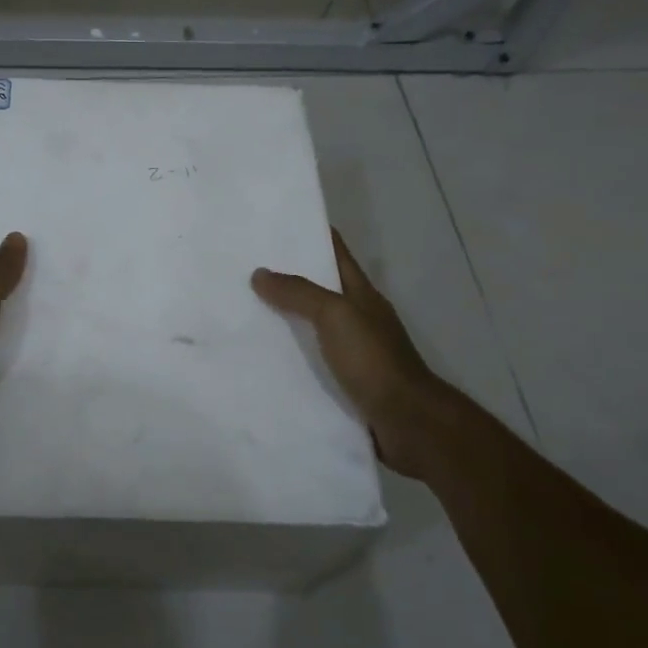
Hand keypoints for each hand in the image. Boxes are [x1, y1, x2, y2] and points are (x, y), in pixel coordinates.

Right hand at [252, 229, 453, 478]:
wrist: (407, 423)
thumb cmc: (374, 360)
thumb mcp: (336, 316)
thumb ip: (299, 293)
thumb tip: (260, 273)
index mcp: (361, 295)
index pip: (335, 253)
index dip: (311, 235)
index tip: (275, 224)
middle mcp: (357, 318)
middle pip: (318, 290)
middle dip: (286, 278)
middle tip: (241, 268)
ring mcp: (352, 352)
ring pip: (310, 327)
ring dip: (283, 319)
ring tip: (240, 312)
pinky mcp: (343, 383)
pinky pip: (309, 361)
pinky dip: (288, 356)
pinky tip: (259, 359)